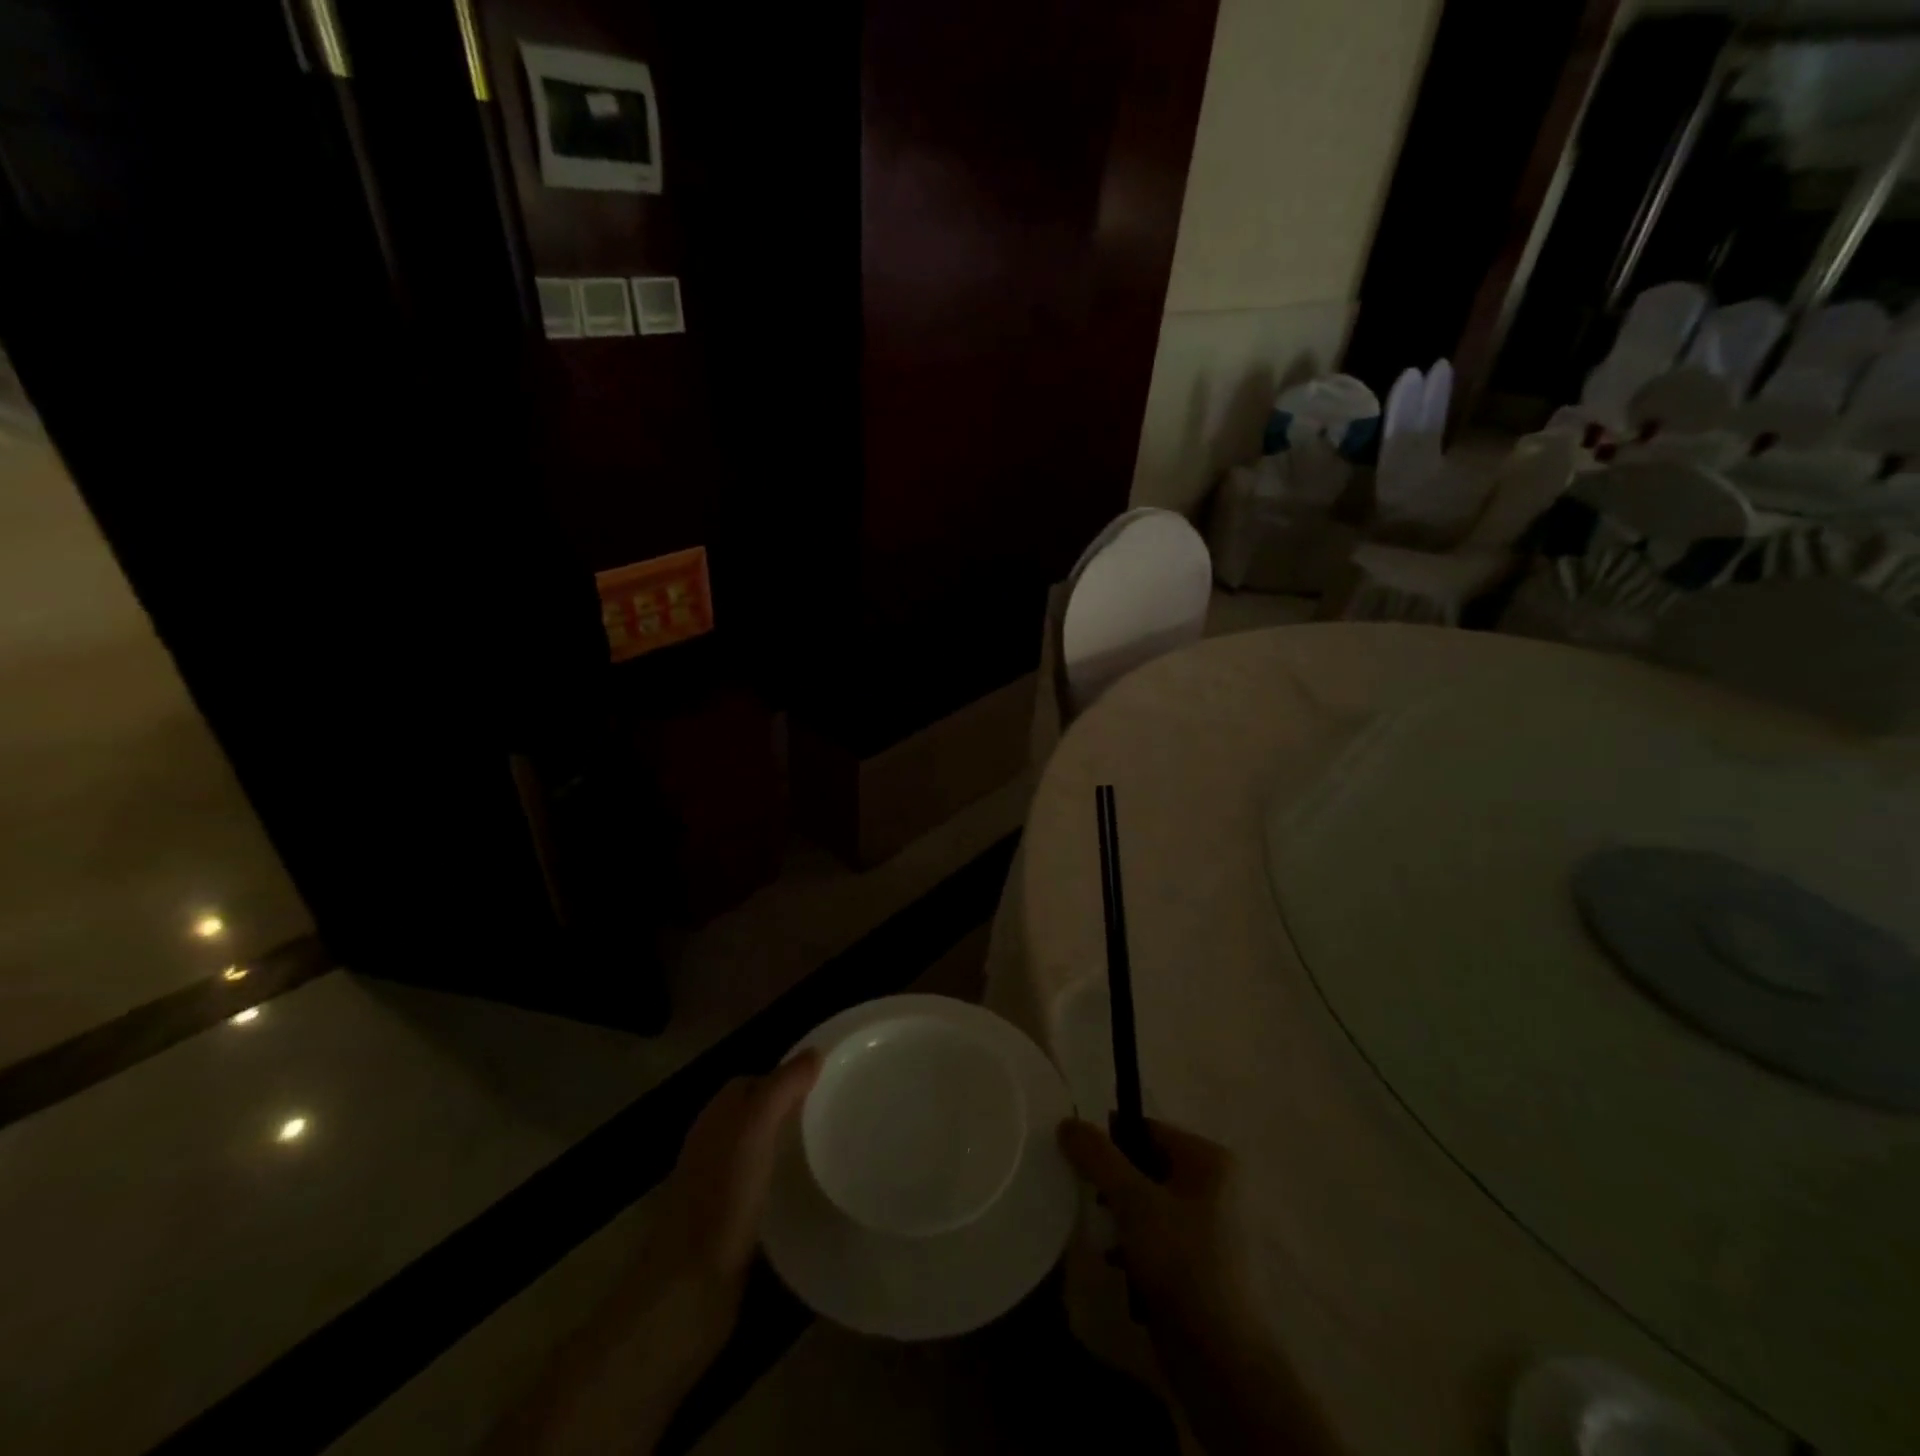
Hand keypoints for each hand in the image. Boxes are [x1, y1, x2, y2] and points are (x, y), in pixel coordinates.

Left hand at [648, 1051, 821, 1322]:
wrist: (687, 1295)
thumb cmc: (721, 1203)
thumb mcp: (754, 1132)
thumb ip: (782, 1088)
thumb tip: (815, 1052)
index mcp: (715, 1119)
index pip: (754, 1081)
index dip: (787, 1075)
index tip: (828, 1080)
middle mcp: (714, 1147)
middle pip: (758, 1114)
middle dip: (793, 1109)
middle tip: (837, 1112)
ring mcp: (720, 1188)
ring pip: (761, 1151)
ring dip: (791, 1147)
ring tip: (833, 1148)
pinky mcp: (731, 1226)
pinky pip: (764, 1187)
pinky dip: (786, 1182)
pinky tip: (810, 1192)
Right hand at [1058, 1117, 1341, 1455]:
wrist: (1221, 1362)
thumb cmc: (1182, 1265)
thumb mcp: (1134, 1202)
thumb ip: (1098, 1157)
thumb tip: (1067, 1122)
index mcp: (1210, 1160)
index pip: (1147, 1129)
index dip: (1110, 1141)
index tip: (1078, 1161)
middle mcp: (1215, 1186)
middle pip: (1145, 1165)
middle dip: (1113, 1184)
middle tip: (1088, 1200)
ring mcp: (1209, 1227)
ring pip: (1147, 1203)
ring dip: (1119, 1217)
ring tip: (1103, 1237)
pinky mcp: (1198, 1264)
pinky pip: (1155, 1236)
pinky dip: (1133, 1245)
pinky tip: (1117, 1263)